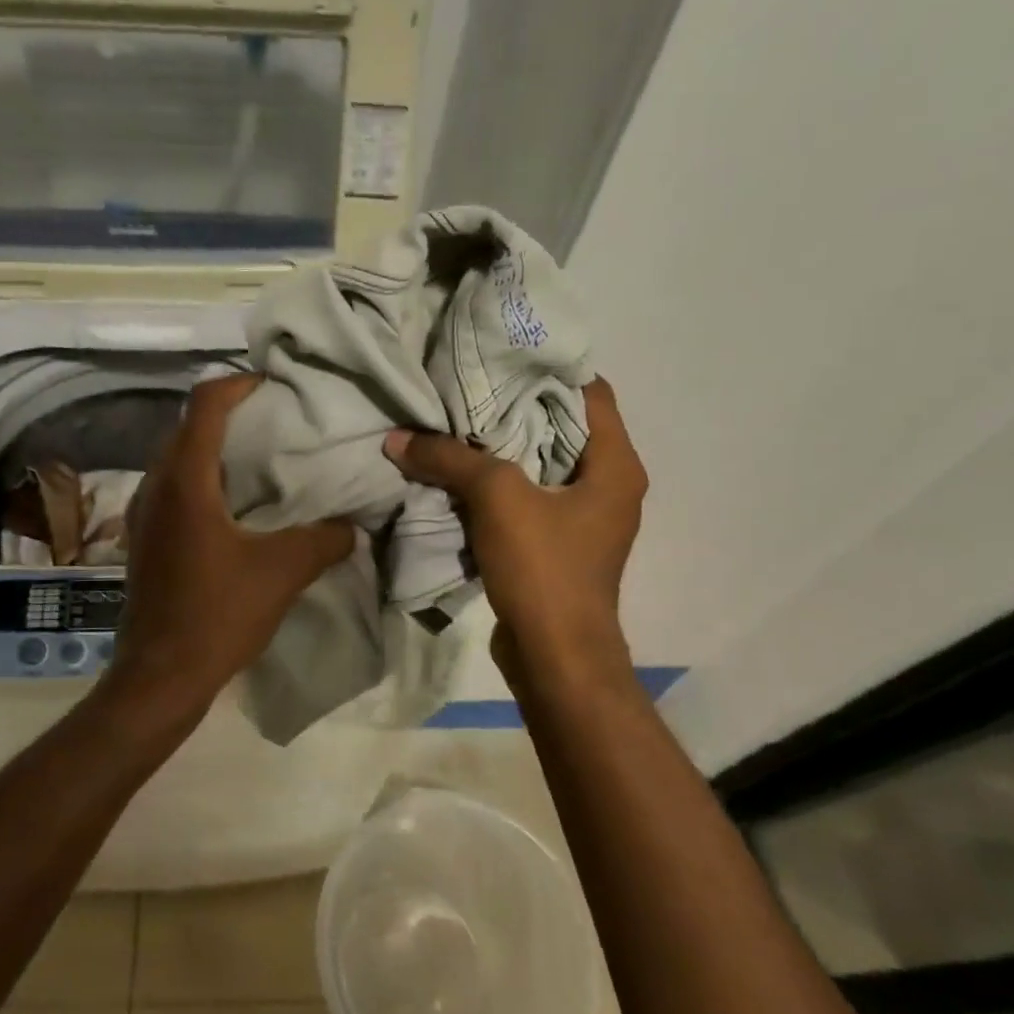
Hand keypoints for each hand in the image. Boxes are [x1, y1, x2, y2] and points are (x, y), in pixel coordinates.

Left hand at [104, 373, 354, 722]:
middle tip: (277, 424)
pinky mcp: (144, 540)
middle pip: (189, 427)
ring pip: (179, 460)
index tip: (275, 388)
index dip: (239, 384)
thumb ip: (324, 539)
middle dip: (232, 416)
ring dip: (216, 451)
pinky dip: (204, 482)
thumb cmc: (218, 615)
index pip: (205, 404)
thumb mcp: (283, 572)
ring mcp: (144, 514)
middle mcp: (156, 486)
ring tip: (261, 462)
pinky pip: (174, 490)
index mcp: (185, 480)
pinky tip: (236, 509)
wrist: (160, 675)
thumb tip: (353, 525)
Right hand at [383, 379, 646, 689]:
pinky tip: (457, 475)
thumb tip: (398, 439)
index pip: (590, 393)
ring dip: (500, 449)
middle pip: (560, 427)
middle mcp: (608, 486)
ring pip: (539, 466)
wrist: (557, 658)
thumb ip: (450, 460)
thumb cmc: (545, 568)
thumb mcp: (497, 500)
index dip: (548, 369)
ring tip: (454, 424)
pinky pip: (527, 500)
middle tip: (465, 387)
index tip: (501, 355)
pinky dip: (497, 486)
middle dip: (513, 407)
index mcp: (615, 465)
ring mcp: (583, 519)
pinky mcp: (558, 546)